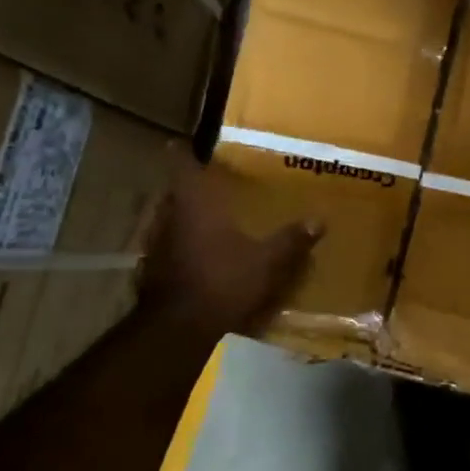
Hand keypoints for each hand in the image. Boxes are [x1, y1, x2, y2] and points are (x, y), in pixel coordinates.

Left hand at [135, 160, 321, 338]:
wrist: (178, 328)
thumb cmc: (223, 281)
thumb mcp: (267, 261)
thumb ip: (291, 240)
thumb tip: (320, 220)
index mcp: (195, 204)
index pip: (180, 165)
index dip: (182, 151)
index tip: (186, 143)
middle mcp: (169, 217)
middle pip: (173, 192)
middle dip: (188, 187)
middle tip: (208, 185)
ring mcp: (155, 244)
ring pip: (167, 219)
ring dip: (181, 217)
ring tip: (203, 219)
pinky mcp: (150, 270)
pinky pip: (164, 246)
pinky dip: (177, 245)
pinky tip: (195, 256)